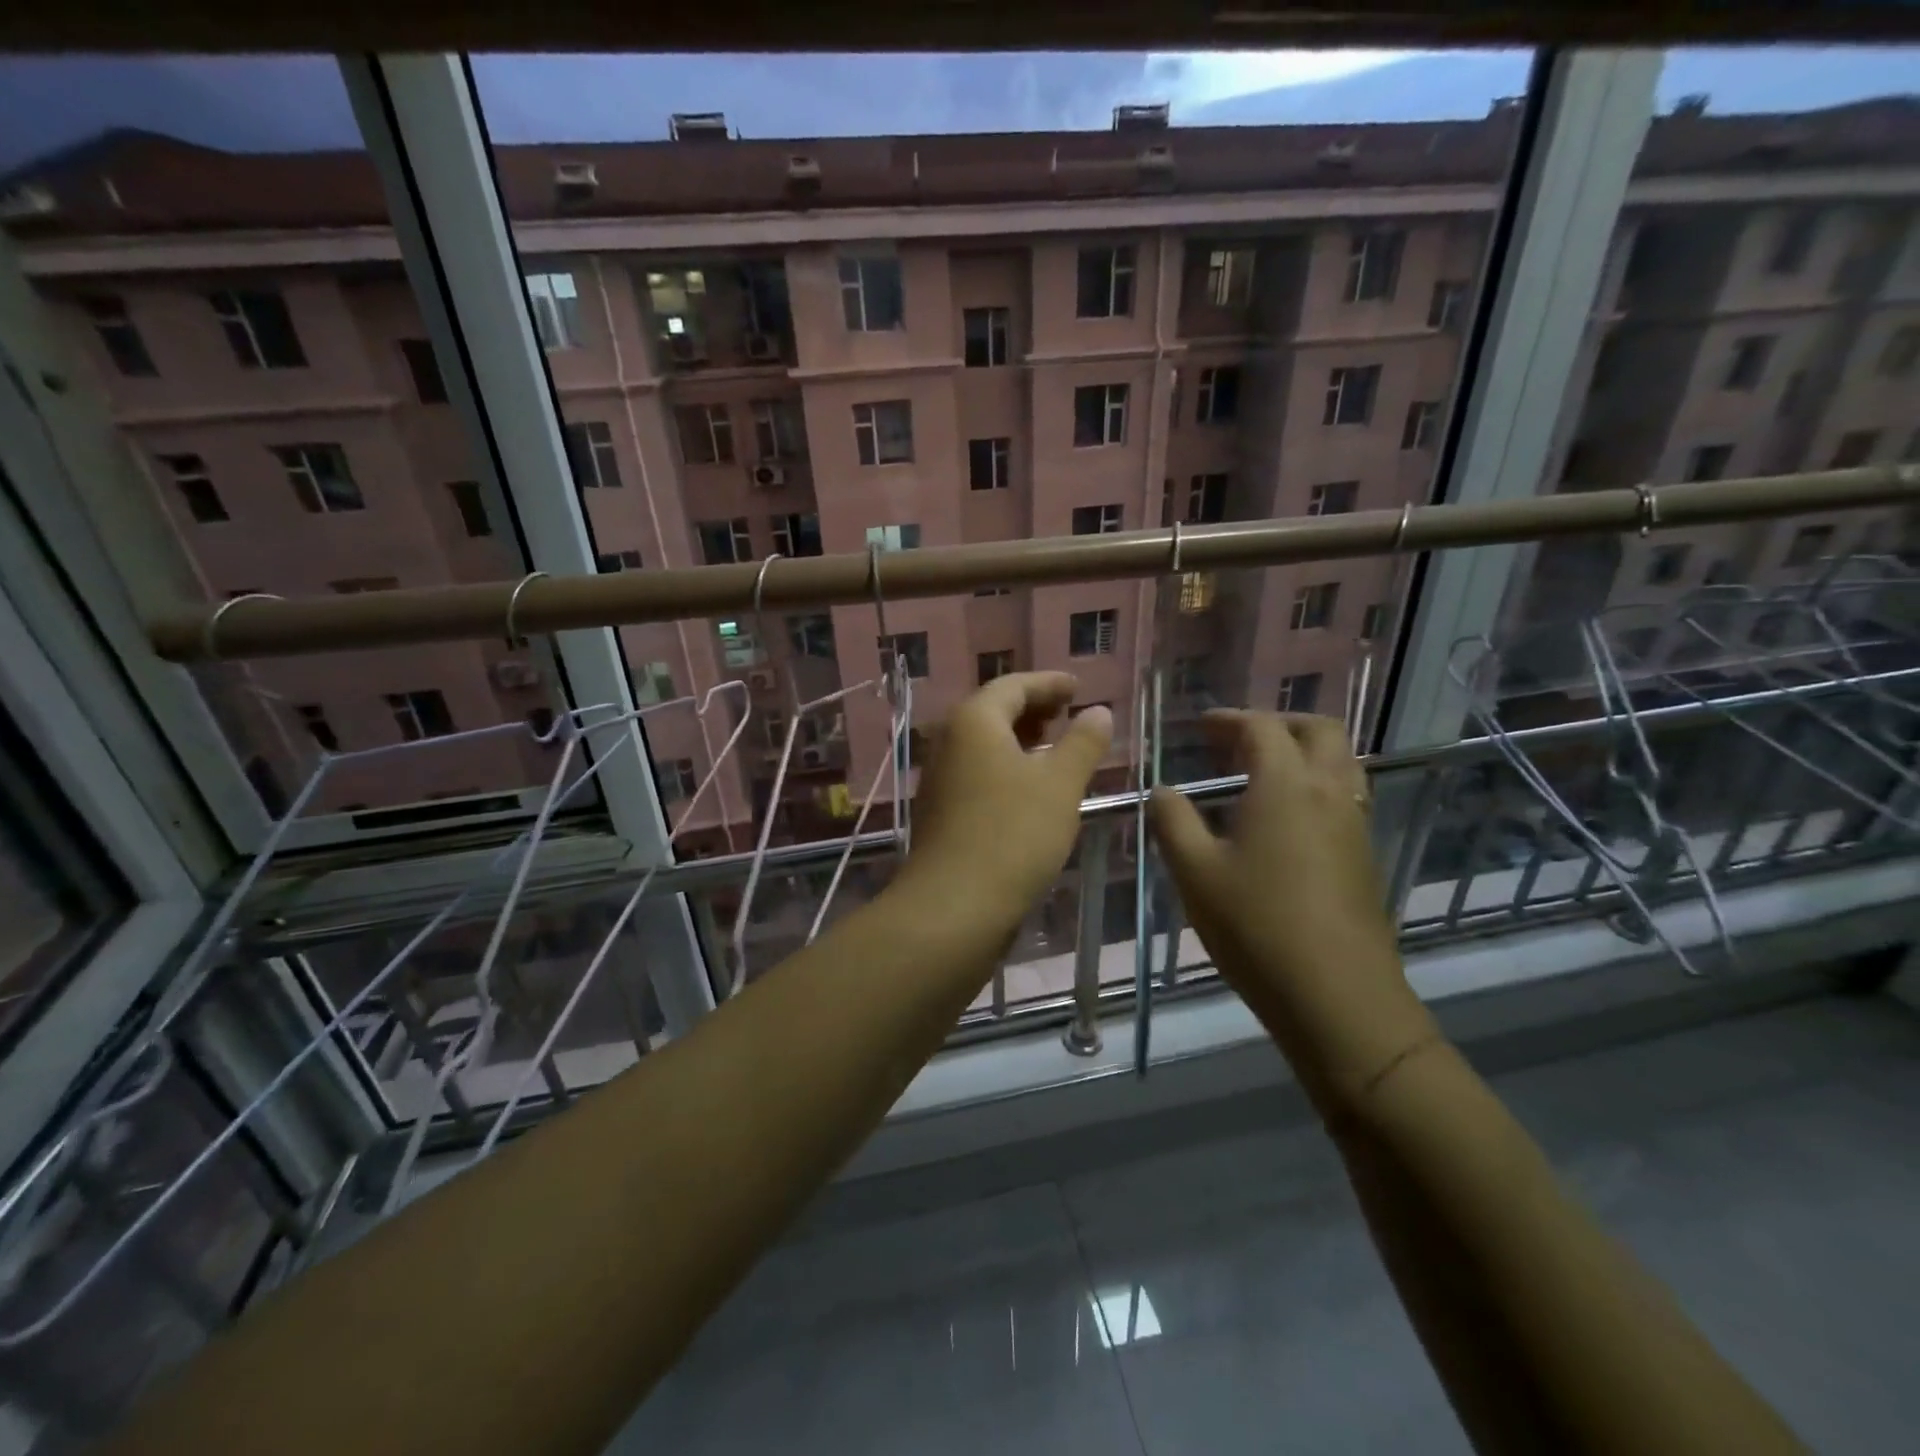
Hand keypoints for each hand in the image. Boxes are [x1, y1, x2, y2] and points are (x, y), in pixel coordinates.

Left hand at [902, 673, 1111, 920]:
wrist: (953, 906)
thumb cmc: (1012, 834)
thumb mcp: (1060, 784)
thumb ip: (1082, 743)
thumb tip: (1099, 711)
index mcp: (974, 722)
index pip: (1013, 686)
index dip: (1048, 683)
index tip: (1077, 687)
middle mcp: (949, 742)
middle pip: (993, 712)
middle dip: (1033, 710)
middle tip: (1068, 714)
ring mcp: (940, 779)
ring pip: (984, 746)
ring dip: (1020, 741)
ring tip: (1055, 750)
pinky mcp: (941, 812)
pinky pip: (978, 773)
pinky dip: (1006, 769)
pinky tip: (1030, 791)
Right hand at [1148, 711, 1431, 1109]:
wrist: (1338, 997)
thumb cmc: (1257, 926)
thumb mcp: (1195, 872)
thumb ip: (1172, 821)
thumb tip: (1163, 791)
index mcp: (1286, 785)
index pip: (1262, 728)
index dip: (1230, 719)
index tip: (1202, 725)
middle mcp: (1329, 792)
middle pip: (1318, 730)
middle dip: (1278, 723)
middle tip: (1239, 739)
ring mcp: (1355, 824)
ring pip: (1341, 761)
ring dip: (1303, 751)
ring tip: (1262, 772)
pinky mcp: (1365, 855)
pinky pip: (1346, 794)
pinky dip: (1317, 783)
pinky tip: (1286, 818)